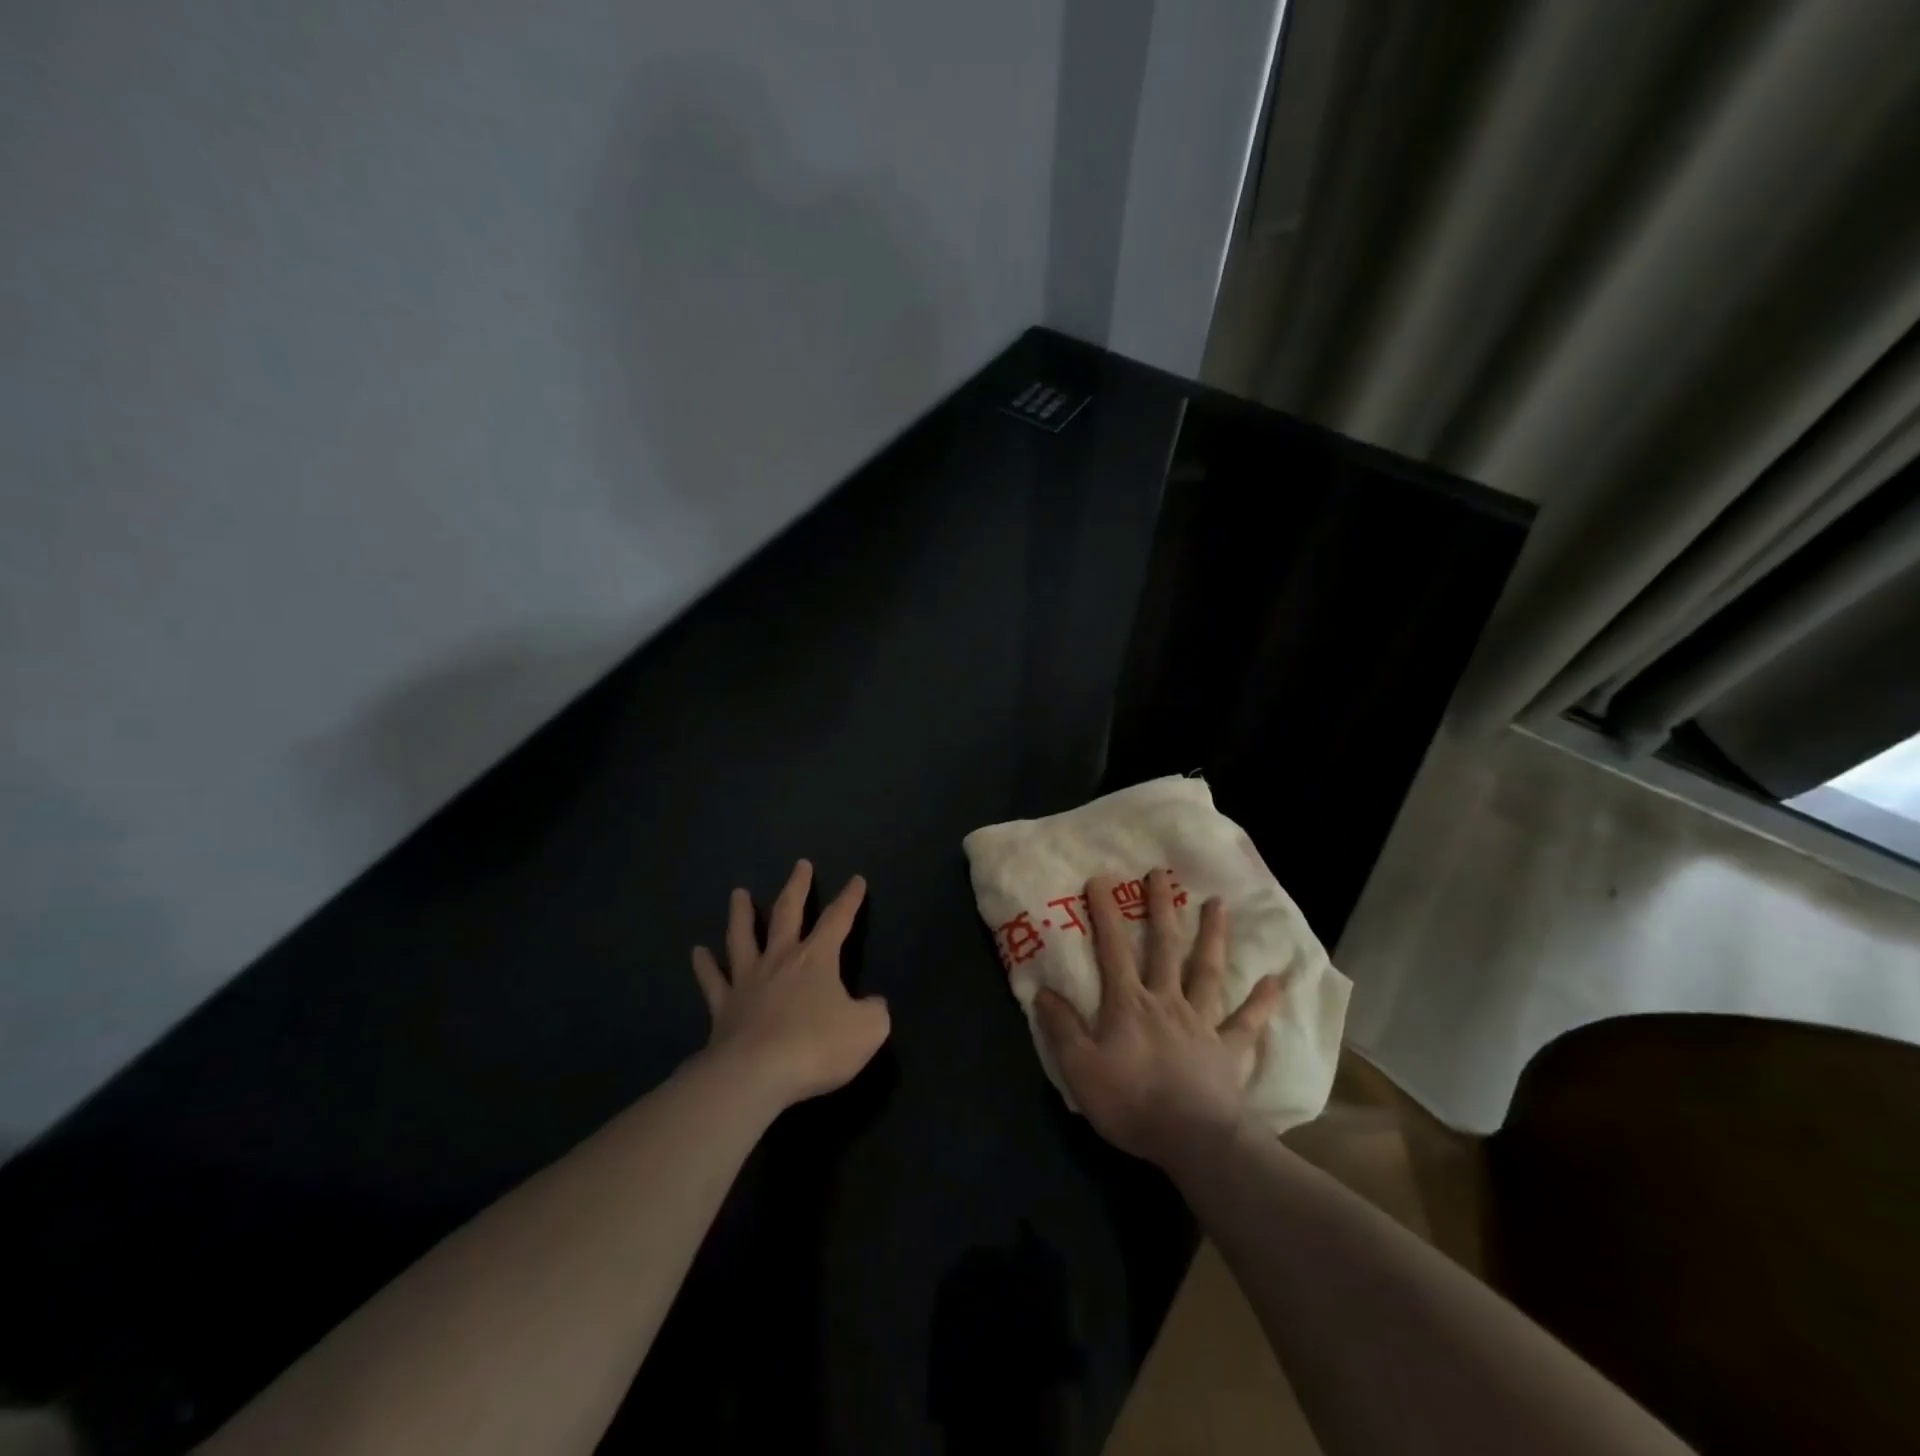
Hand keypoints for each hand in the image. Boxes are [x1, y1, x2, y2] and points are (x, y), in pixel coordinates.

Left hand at [691, 860, 889, 1109]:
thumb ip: (874, 1012)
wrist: (755, 1075)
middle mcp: (780, 959)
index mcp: (816, 959)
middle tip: (801, 865)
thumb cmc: (816, 1047)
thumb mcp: (867, 1030)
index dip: (850, 899)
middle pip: (787, 913)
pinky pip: (713, 981)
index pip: (838, 920)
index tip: (856, 879)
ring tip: (738, 893)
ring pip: (743, 937)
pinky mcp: (723, 1008)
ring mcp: (747, 981)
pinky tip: (698, 952)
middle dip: (797, 887)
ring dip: (742, 914)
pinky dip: (705, 966)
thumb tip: (873, 1005)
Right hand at [1034, 868, 1281, 1167]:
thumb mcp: (1080, 1069)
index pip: (1113, 950)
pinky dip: (1263, 1000)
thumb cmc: (1132, 1103)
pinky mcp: (1229, 1049)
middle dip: (1161, 908)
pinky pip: (1248, 1021)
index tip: (1101, 878)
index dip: (1105, 913)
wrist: (1193, 1141)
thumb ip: (1062, 1028)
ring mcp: (1202, 1022)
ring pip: (1207, 970)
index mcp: (1129, 1004)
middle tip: (1162, 874)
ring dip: (1213, 935)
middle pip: (1165, 947)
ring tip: (1219, 903)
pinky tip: (1278, 980)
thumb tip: (1042, 991)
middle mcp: (1167, 1001)